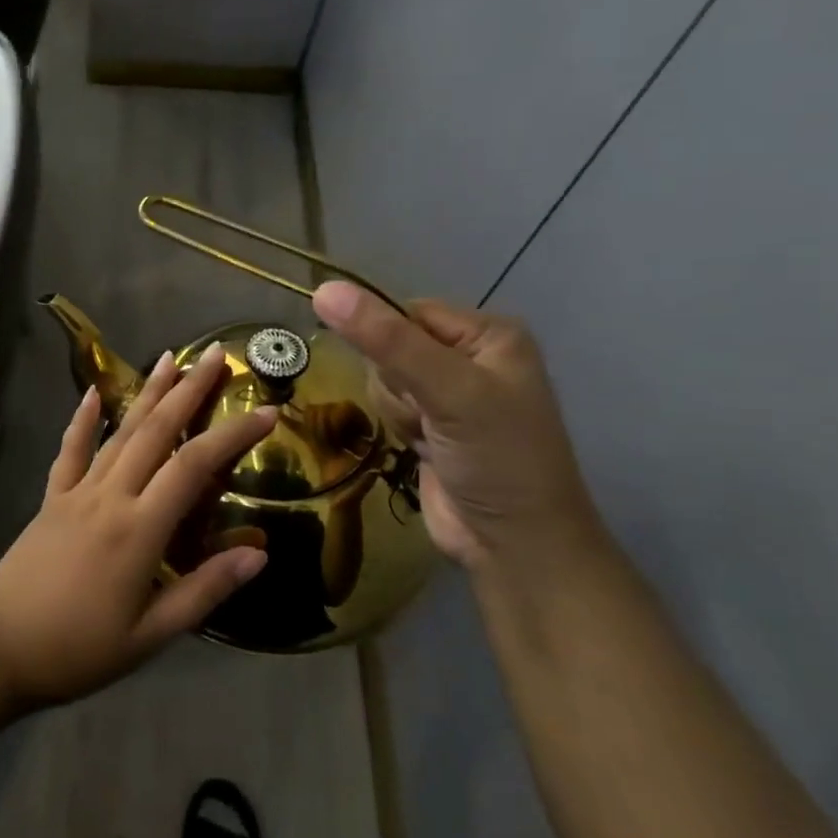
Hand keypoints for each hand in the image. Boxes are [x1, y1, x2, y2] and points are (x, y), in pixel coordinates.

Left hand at [0, 345, 274, 705]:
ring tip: (170, 357)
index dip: (233, 434)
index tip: (267, 412)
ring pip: (120, 431)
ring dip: (148, 392)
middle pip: (156, 430)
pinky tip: (93, 392)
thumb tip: (259, 553)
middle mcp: (111, 495)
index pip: (195, 466)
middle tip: (217, 354)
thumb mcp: (151, 635)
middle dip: (189, 389)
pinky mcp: (52, 497)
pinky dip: (83, 419)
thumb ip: (204, 590)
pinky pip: (71, 450)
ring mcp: (77, 491)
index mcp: (140, 528)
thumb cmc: (79, 649)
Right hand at [311, 282, 599, 572]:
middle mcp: (469, 355)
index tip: (406, 378)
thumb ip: (386, 340)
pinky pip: (387, 405)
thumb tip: (323, 289)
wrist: (514, 547)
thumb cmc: (497, 459)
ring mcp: (449, 392)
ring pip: (382, 377)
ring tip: (430, 437)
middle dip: (397, 384)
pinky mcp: (430, 424)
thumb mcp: (447, 391)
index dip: (390, 342)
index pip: (406, 311)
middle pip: (389, 345)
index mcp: (488, 333)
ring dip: (397, 410)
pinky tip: (423, 448)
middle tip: (429, 415)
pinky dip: (398, 427)